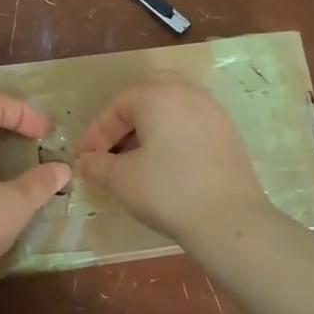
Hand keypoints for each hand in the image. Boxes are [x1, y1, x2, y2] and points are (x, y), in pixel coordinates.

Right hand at [74, 73, 268, 240]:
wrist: (229, 219)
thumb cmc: (167, 191)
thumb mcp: (120, 179)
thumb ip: (96, 165)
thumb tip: (84, 162)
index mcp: (158, 96)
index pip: (117, 107)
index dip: (96, 134)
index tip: (85, 159)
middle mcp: (188, 94)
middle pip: (149, 94)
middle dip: (126, 119)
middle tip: (113, 146)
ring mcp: (214, 112)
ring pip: (174, 108)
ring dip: (151, 126)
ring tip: (138, 156)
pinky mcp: (229, 134)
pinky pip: (193, 124)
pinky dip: (174, 135)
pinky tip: (167, 164)